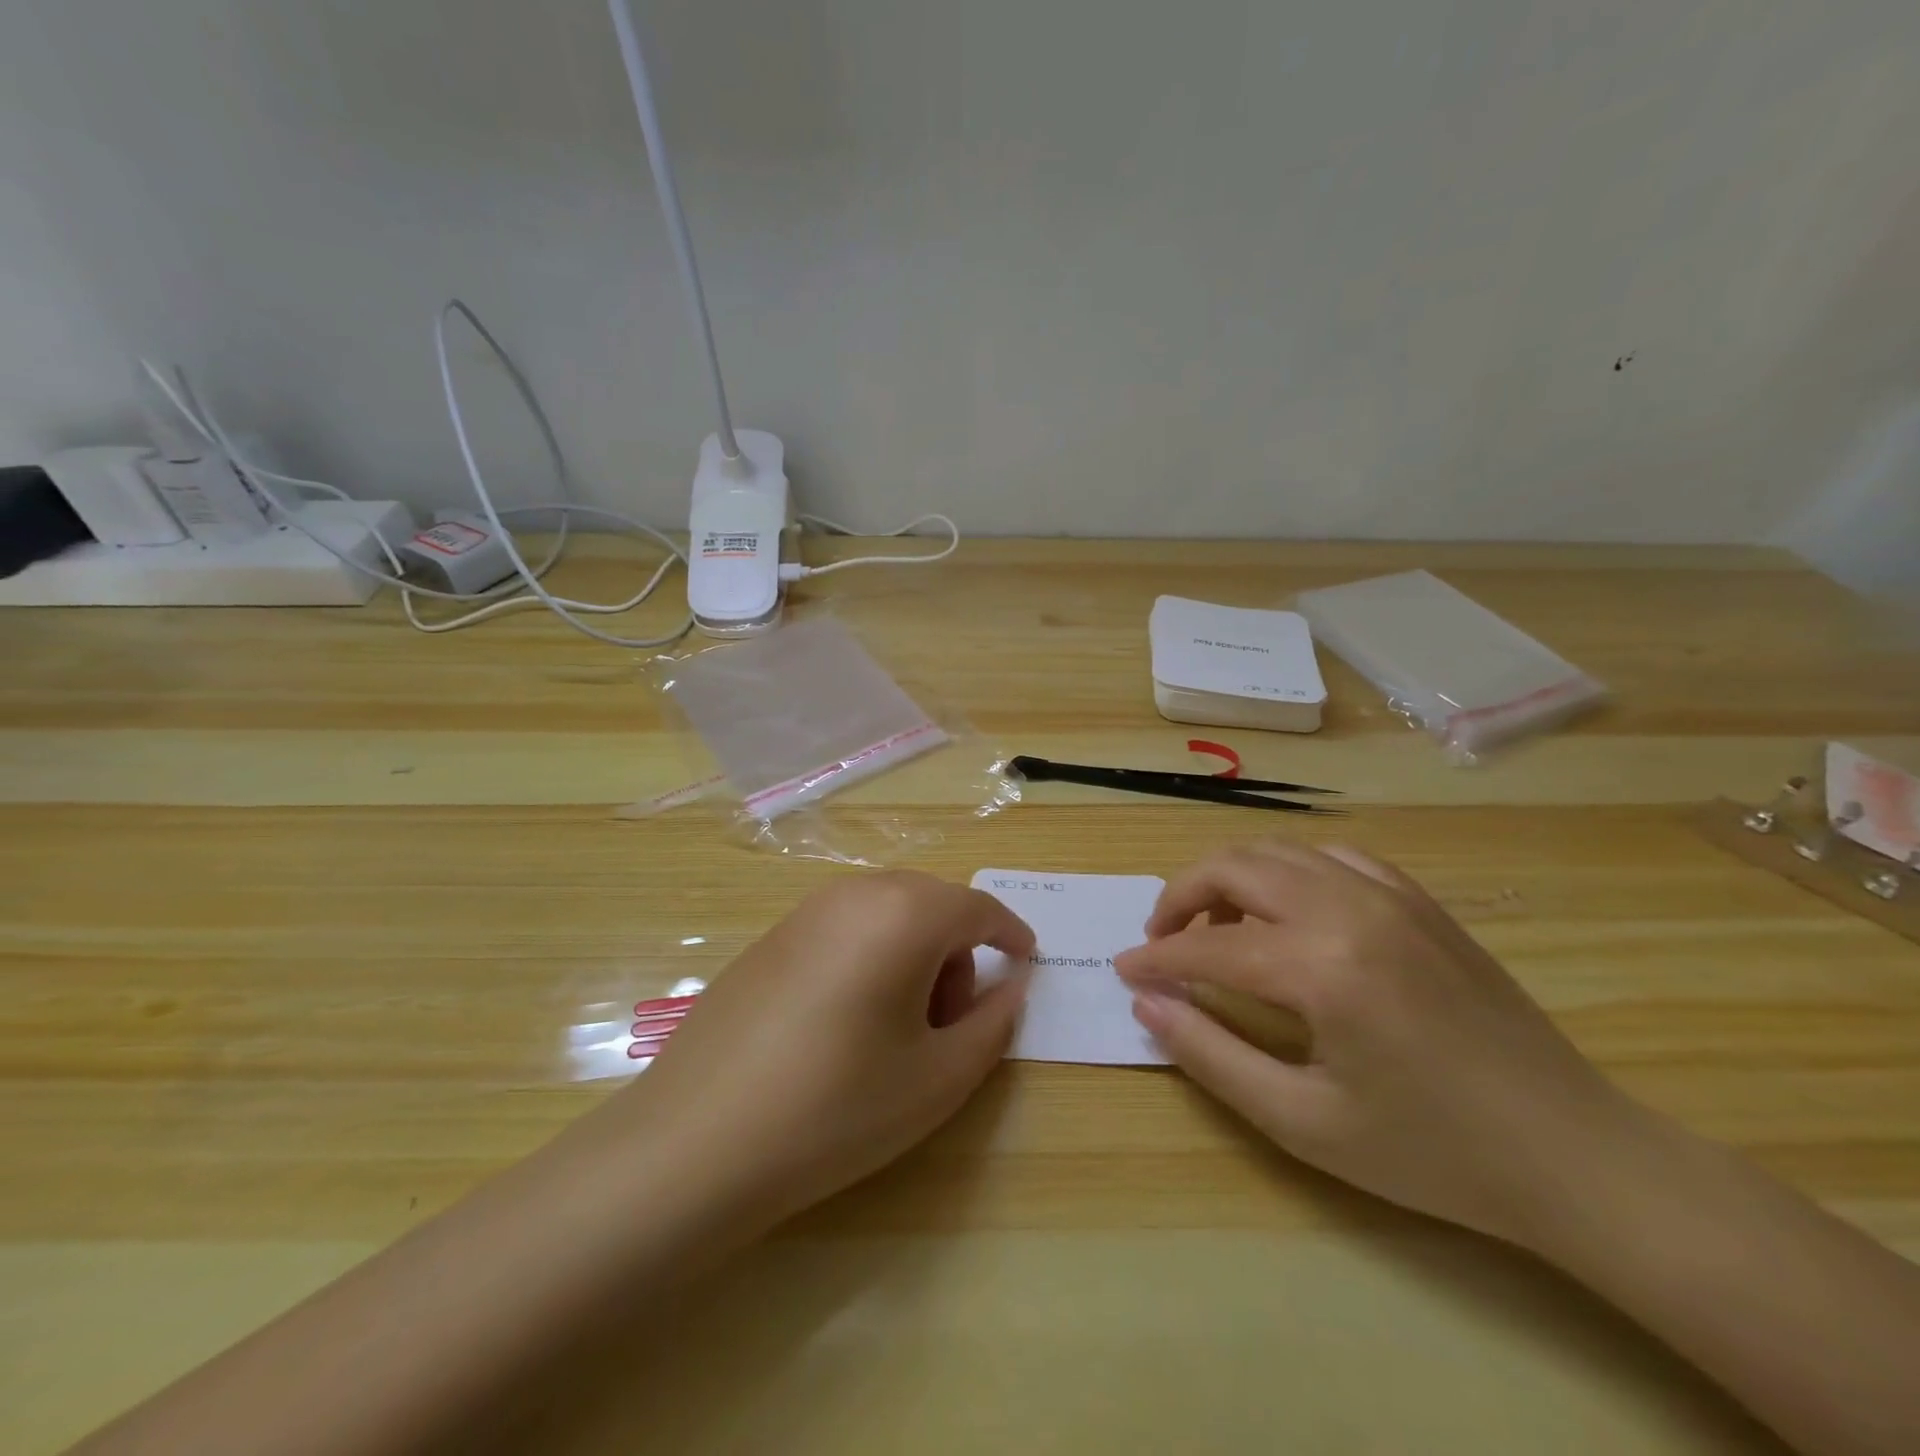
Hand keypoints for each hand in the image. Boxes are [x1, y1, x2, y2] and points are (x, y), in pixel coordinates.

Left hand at [615, 871, 1035, 1234]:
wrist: (696, 1142)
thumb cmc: (837, 1108)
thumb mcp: (938, 1078)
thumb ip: (993, 1023)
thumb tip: (1013, 985)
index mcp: (904, 914)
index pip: (978, 907)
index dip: (1010, 934)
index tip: (1027, 964)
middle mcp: (855, 894)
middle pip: (932, 904)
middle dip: (958, 950)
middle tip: (953, 1021)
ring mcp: (805, 911)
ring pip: (887, 912)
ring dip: (914, 953)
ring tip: (899, 1028)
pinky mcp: (770, 937)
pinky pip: (845, 927)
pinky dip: (870, 955)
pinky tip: (847, 1022)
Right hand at [1114, 842, 1640, 1246]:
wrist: (1573, 1154)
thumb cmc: (1431, 1153)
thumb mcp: (1303, 1123)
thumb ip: (1212, 1056)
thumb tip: (1147, 1004)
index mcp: (1322, 967)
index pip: (1207, 945)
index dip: (1156, 958)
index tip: (1125, 972)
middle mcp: (1350, 908)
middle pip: (1233, 867)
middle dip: (1180, 897)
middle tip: (1161, 943)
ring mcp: (1390, 895)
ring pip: (1278, 851)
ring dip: (1230, 879)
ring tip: (1216, 928)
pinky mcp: (1418, 900)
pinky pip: (1332, 858)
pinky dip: (1288, 872)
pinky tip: (1287, 913)